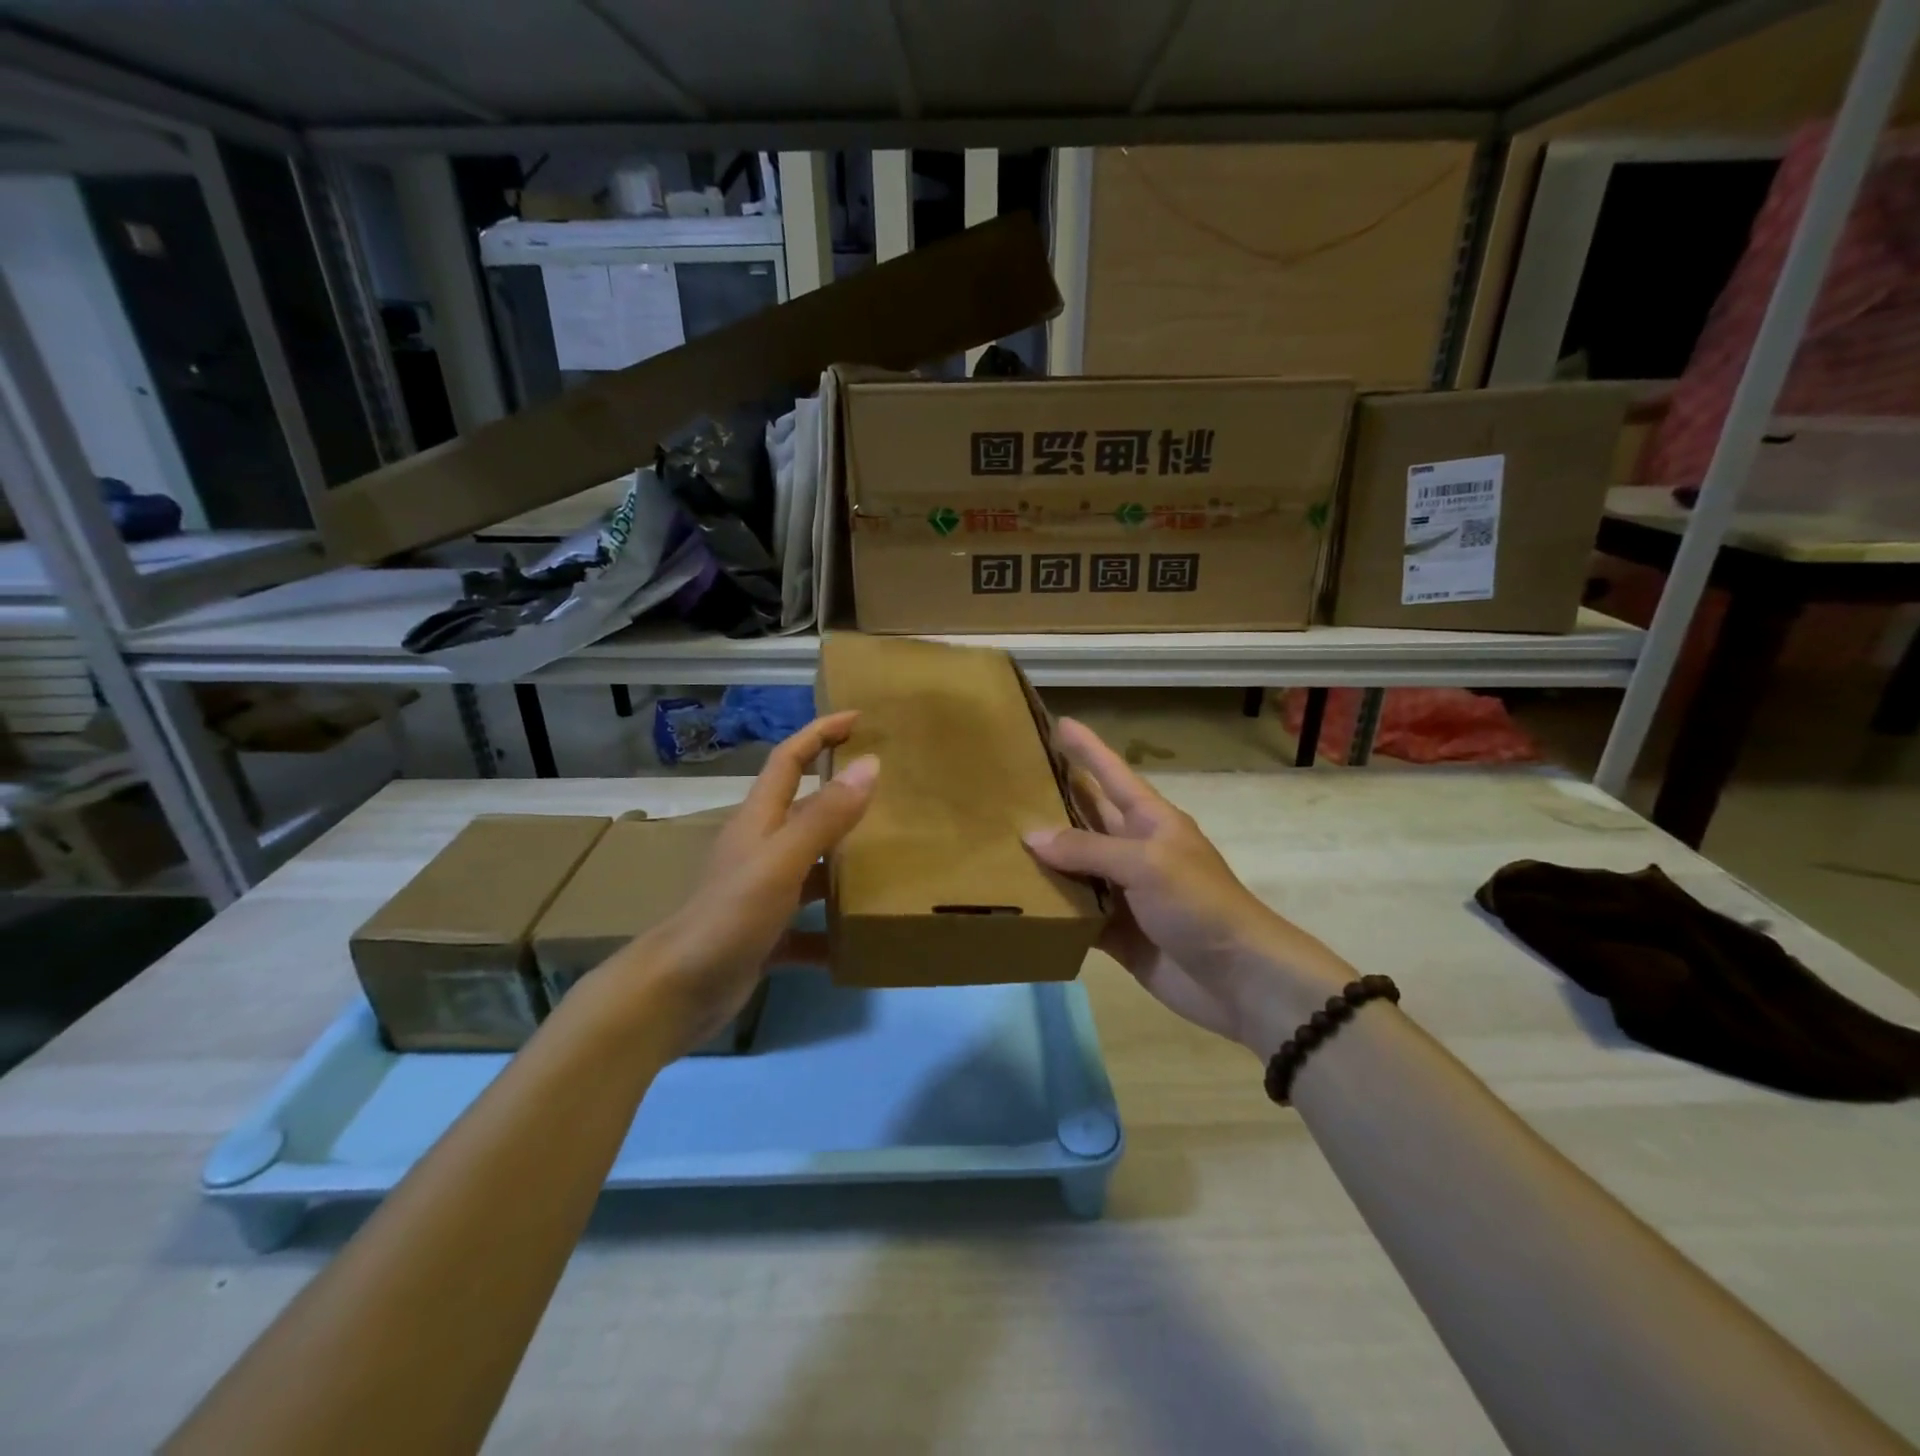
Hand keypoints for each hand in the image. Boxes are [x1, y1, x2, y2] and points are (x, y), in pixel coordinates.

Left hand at [624, 712, 877, 1054]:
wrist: (675, 993)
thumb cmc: (728, 917)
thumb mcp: (781, 862)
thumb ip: (825, 816)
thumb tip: (870, 764)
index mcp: (760, 821)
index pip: (789, 760)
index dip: (819, 734)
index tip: (859, 719)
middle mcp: (762, 850)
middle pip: (806, 810)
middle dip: (843, 795)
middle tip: (892, 790)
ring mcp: (763, 893)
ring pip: (813, 867)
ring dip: (846, 863)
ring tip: (894, 859)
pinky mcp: (766, 934)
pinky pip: (808, 924)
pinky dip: (832, 929)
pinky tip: (860, 938)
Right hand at [1024, 718, 1350, 1057]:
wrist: (1238, 979)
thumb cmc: (1200, 904)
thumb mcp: (1147, 864)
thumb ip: (1088, 849)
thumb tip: (1031, 836)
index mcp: (1150, 821)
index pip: (1112, 774)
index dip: (1087, 749)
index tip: (1059, 722)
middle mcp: (1133, 850)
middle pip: (1086, 817)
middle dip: (1054, 798)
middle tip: (1009, 782)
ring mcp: (1124, 892)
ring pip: (1075, 866)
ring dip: (1043, 856)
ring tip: (997, 838)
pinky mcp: (1115, 931)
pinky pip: (1075, 911)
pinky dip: (1050, 907)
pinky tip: (1016, 900)